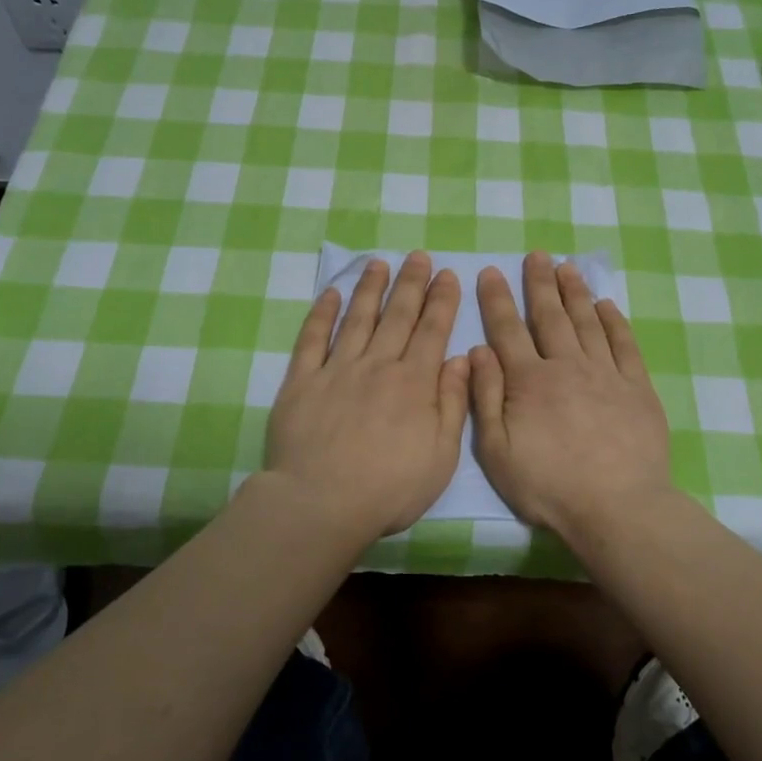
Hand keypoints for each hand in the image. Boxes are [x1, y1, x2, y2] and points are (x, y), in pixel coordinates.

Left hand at [265, 253, 470, 541]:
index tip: (447, 274)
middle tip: (418, 256)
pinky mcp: (301, 381)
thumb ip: (452, 404)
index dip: (441, 300)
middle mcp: (377, 366)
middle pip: (397, 316)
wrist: (320, 504)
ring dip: (370, 288)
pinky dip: (321, 314)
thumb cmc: (389, 488)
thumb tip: (461, 359)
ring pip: (357, 319)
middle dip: (411, 283)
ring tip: (379, 263)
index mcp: (413, 383)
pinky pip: (312, 339)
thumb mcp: (440, 456)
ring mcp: (336, 370)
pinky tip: (329, 293)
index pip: (432, 331)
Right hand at [470, 253, 671, 541]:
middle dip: (540, 283)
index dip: (497, 299)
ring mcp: (606, 374)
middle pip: (551, 316)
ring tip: (567, 267)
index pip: (507, 330)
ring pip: (587, 322)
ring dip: (576, 292)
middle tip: (536, 255)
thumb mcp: (497, 451)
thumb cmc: (548, 485)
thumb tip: (477, 351)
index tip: (491, 271)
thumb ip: (486, 398)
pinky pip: (624, 345)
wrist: (617, 507)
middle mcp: (567, 366)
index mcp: (529, 381)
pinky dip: (614, 322)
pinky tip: (607, 305)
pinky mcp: (637, 388)